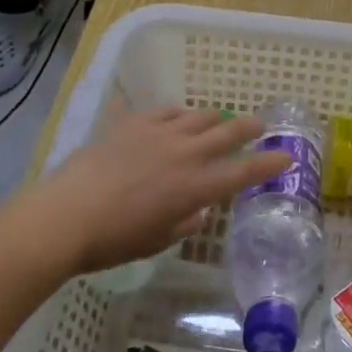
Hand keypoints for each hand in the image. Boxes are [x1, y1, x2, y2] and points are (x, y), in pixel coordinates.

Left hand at [26, 108, 287, 275]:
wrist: (66, 215)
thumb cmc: (113, 240)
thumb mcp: (156, 240)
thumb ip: (184, 223)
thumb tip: (198, 212)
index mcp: (196, 186)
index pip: (244, 172)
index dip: (269, 163)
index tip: (286, 157)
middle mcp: (185, 154)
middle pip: (228, 132)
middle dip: (249, 127)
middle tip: (261, 125)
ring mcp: (160, 133)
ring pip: (199, 116)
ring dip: (214, 119)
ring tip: (217, 121)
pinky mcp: (134, 123)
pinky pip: (166, 111)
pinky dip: (178, 114)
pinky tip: (176, 118)